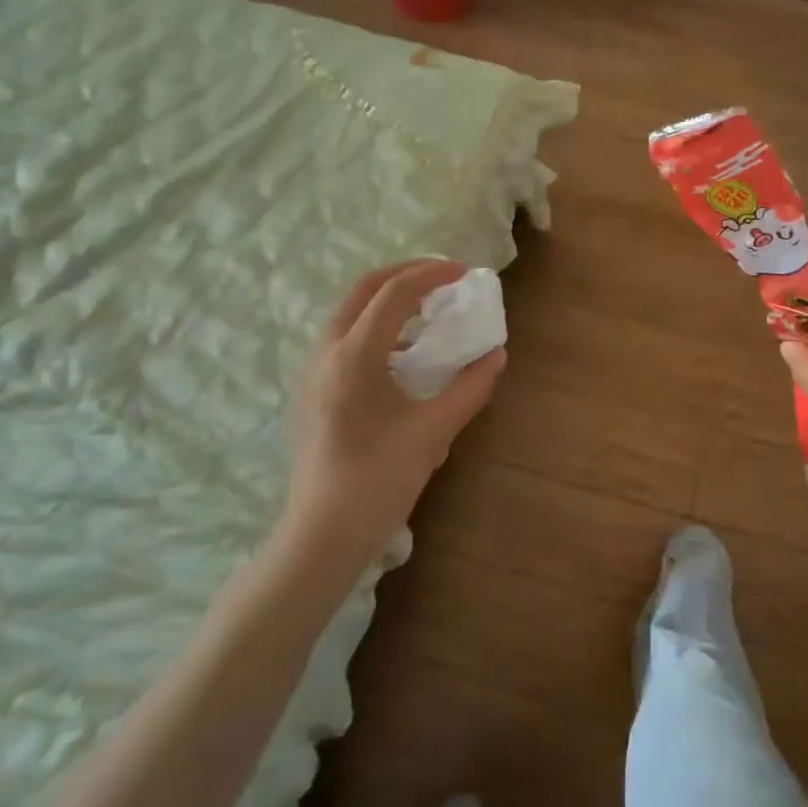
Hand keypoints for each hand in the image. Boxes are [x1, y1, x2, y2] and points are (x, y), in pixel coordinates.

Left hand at [279, 260, 505, 572]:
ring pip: (349, 312)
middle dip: (405, 275)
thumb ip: (470, 388)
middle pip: (363, 290)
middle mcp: (326, 352)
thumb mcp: (434, 432)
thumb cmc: (379, 480)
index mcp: (354, 356)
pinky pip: (343, 337)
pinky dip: (374, 325)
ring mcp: (312, 371)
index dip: (431, 275)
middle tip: (443, 278)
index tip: (464, 273)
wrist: (323, 533)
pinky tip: (401, 353)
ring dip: (387, 299)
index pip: (394, 293)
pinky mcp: (311, 390)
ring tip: (426, 310)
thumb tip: (496, 355)